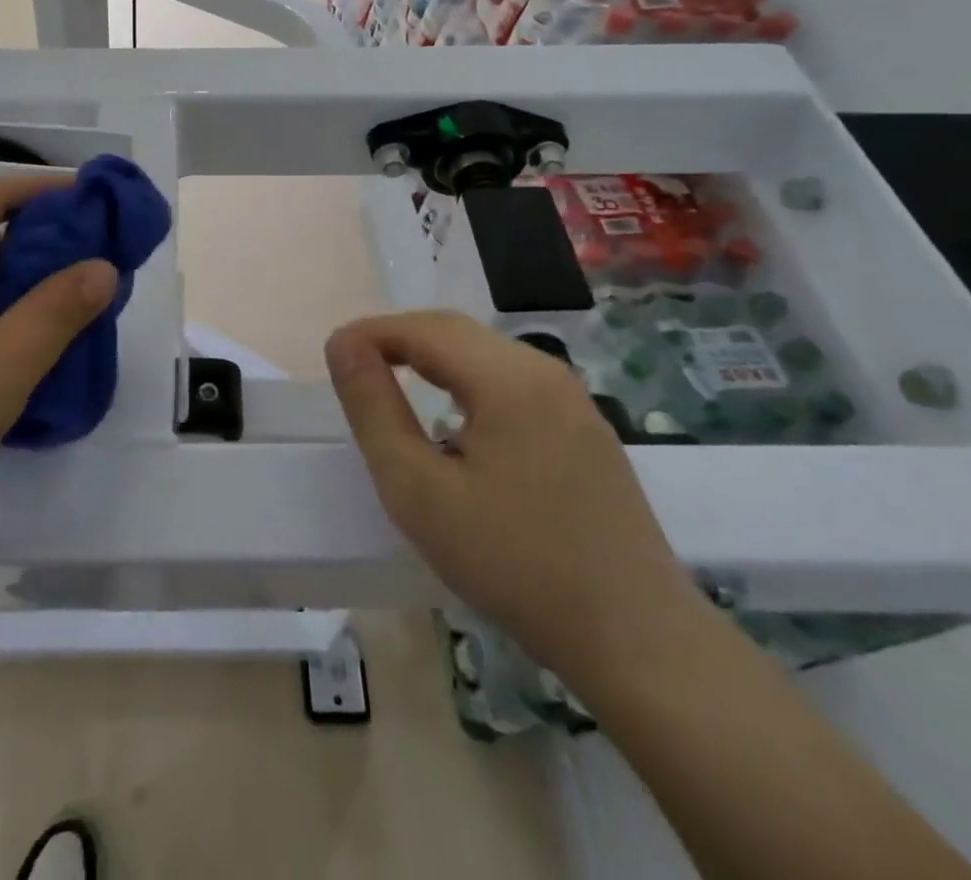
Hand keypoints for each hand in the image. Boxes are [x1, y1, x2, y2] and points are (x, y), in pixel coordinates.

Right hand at [324, 311, 706, 697]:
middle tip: (354, 370)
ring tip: (393, 387)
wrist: (638, 643)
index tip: (332, 356)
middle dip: (398, 340)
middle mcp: (545, 372)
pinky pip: (512, 382)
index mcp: (509, 378)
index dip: (371, 333)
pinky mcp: (585, 429)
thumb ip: (374, 409)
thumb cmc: (515, 564)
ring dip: (432, 359)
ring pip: (485, 355)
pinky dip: (467, 383)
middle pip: (457, 333)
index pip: (424, 328)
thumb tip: (343, 346)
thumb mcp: (419, 490)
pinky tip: (453, 421)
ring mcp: (573, 400)